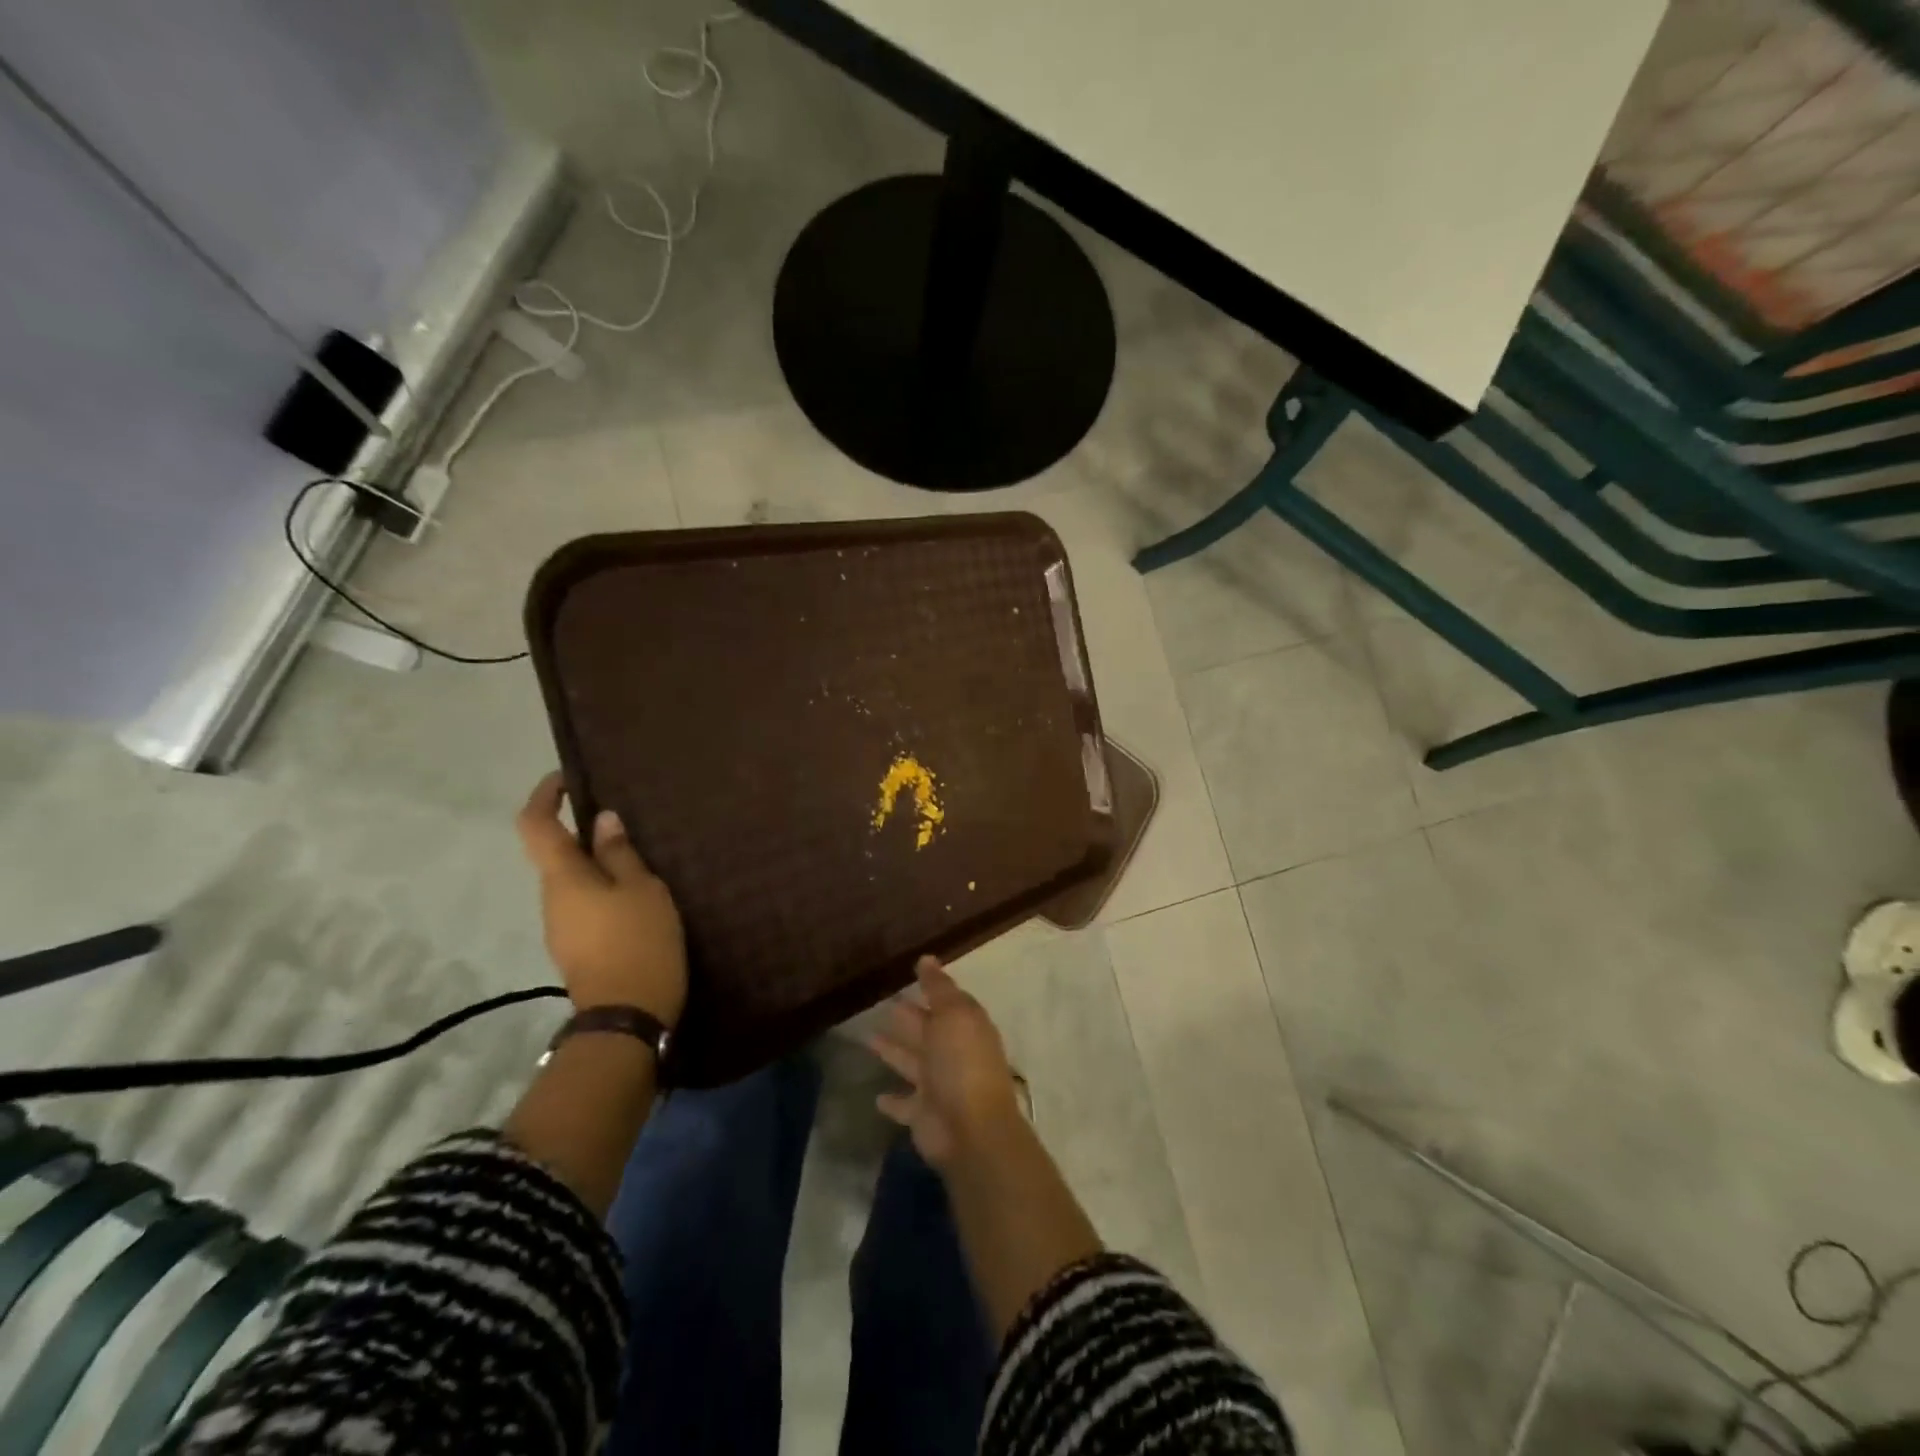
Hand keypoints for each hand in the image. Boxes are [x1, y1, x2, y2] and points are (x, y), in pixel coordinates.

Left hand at [516, 772, 687, 1024]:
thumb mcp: (642, 889)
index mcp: (563, 878)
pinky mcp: (576, 948)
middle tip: (627, 825)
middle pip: (556, 854)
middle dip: (584, 834)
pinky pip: (584, 904)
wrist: (626, 1017)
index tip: (567, 779)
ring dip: (598, 865)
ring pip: (573, 881)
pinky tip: (637, 898)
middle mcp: (551, 899)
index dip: (544, 796)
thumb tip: (602, 820)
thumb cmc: (638, 942)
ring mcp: (561, 927)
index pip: (535, 825)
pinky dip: (604, 890)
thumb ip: (620, 853)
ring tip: (641, 861)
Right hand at [868, 957, 1023, 1168]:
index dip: (932, 987)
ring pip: (911, 1062)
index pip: (948, 1002)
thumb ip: (938, 988)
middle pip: (927, 1030)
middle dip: (908, 1017)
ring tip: (868, 1037)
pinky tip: (876, 1096)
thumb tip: (927, 958)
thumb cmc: (962, 1063)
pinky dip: (892, 1100)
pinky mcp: (922, 1115)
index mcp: (966, 1027)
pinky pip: (904, 1105)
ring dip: (893, 1051)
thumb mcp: (953, 1015)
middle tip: (883, 1002)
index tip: (911, 972)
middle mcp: (953, 1054)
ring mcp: (938, 1086)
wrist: (970, 1130)